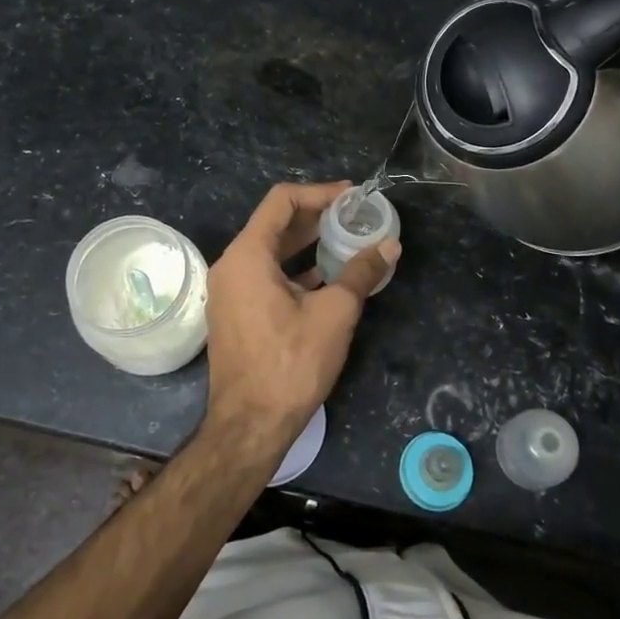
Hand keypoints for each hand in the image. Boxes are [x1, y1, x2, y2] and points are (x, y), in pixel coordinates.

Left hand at [204, 182, 399, 446]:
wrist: (250, 425)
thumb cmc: (291, 363)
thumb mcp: (334, 314)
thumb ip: (361, 273)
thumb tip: (389, 247)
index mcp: (248, 255)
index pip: (282, 201)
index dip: (319, 193)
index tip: (352, 197)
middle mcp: (231, 266)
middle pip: (275, 224)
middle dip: (316, 216)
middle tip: (354, 216)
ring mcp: (229, 291)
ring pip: (270, 251)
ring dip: (306, 243)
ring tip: (345, 241)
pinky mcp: (235, 313)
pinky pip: (265, 275)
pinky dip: (294, 268)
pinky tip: (325, 276)